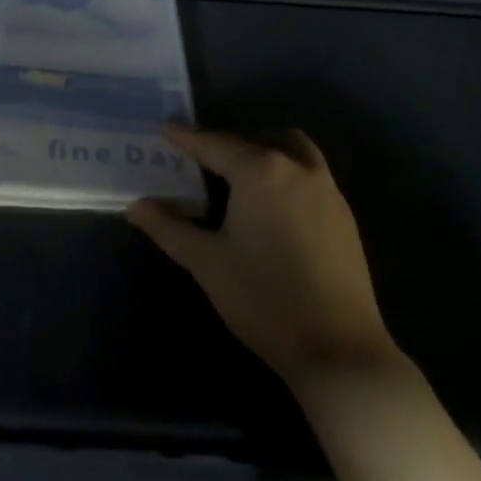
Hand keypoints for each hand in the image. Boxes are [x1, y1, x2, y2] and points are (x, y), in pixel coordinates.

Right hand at [128, 125, 399, 399]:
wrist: (338, 351)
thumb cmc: (264, 299)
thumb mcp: (206, 262)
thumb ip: (169, 228)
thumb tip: (135, 207)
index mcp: (261, 172)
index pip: (215, 144)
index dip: (187, 138)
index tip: (166, 130)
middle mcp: (298, 169)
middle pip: (259, 140)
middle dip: (229, 143)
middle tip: (202, 161)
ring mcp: (328, 191)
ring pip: (293, 151)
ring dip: (265, 152)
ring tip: (239, 177)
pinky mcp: (345, 217)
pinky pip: (311, 176)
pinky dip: (287, 174)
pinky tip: (272, 208)